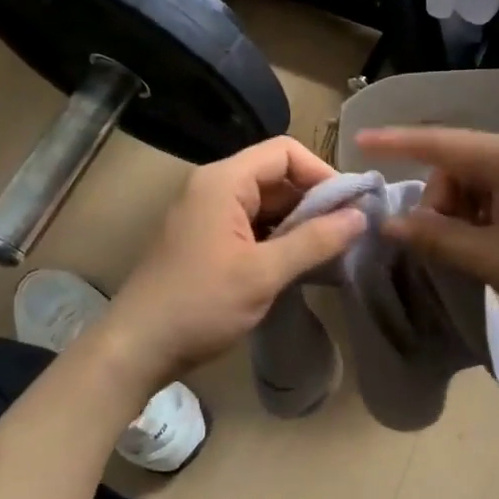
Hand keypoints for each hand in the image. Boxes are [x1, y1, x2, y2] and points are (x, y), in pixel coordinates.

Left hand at [102, 136, 365, 389]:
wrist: (137, 347)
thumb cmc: (200, 304)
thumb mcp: (263, 273)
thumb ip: (314, 241)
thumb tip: (361, 216)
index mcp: (224, 181)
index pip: (285, 152)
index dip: (322, 172)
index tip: (349, 206)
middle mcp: (214, 187)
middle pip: (276, 175)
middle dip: (314, 200)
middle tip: (347, 233)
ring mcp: (209, 214)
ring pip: (267, 203)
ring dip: (299, 222)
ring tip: (331, 250)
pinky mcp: (208, 239)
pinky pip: (253, 225)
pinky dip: (279, 238)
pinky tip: (301, 264)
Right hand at [355, 127, 498, 350]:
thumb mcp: (490, 259)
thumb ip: (436, 237)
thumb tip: (391, 222)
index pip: (441, 143)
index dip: (397, 142)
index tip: (360, 139)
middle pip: (459, 163)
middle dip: (440, 199)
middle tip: (442, 244)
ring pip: (478, 177)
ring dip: (462, 210)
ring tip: (472, 250)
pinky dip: (484, 212)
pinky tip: (492, 243)